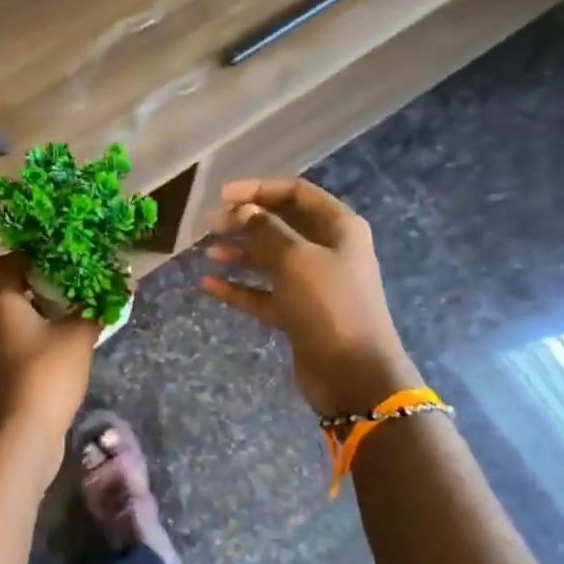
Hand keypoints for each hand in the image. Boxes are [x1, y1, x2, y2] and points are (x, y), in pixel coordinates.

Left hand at [0, 253, 99, 440]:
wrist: (21, 434)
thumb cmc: (45, 373)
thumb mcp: (78, 335)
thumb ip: (97, 307)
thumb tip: (118, 284)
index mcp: (0, 301)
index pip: (9, 261)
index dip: (35, 252)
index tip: (66, 253)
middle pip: (12, 287)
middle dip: (44, 280)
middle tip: (78, 277)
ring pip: (16, 314)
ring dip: (43, 307)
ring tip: (78, 304)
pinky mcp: (1, 370)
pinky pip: (19, 337)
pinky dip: (39, 331)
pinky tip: (67, 336)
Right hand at [200, 177, 420, 415]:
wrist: (354, 374)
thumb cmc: (329, 305)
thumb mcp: (296, 259)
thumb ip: (266, 230)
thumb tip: (244, 211)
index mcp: (338, 228)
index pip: (296, 193)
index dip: (259, 190)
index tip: (223, 197)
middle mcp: (327, 250)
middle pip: (281, 225)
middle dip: (245, 222)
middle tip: (210, 225)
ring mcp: (312, 284)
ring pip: (270, 259)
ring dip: (240, 253)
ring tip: (208, 254)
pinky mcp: (297, 313)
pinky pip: (263, 293)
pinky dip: (239, 288)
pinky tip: (209, 285)